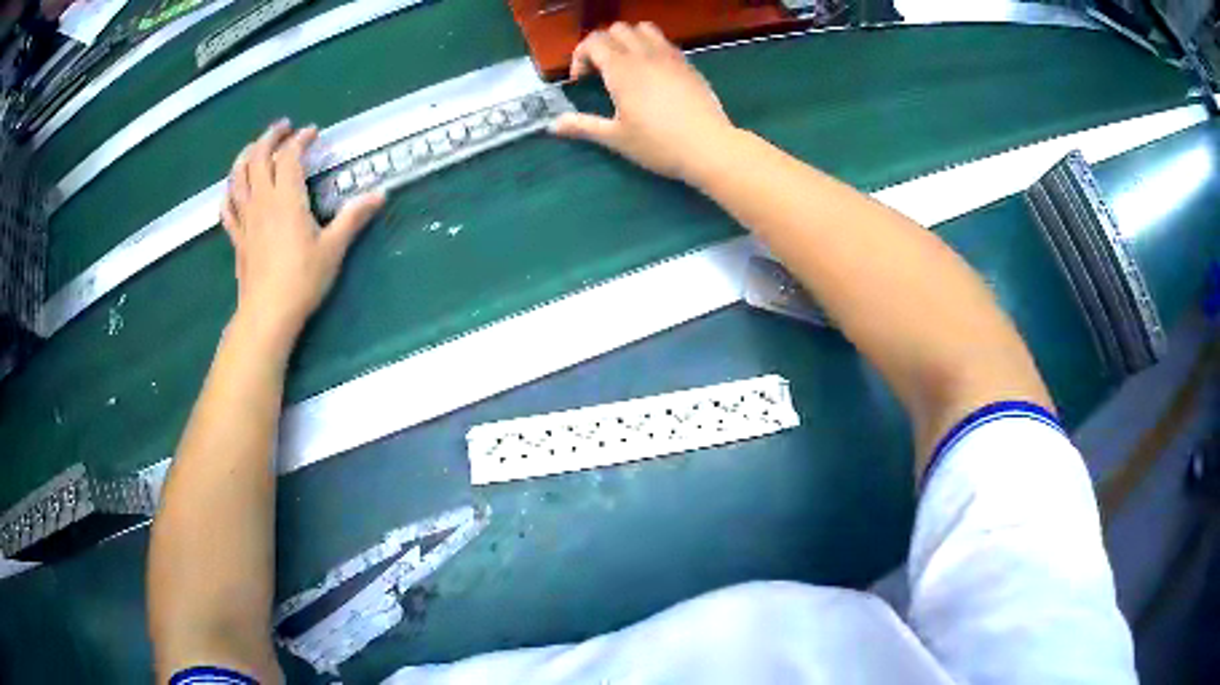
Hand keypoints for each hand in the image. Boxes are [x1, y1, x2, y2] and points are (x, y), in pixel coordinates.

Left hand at [222, 120, 384, 342]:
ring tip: (255, 148)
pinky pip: (227, 207)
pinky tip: (234, 189)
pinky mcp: (237, 237)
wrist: (267, 314)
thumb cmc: (302, 280)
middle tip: (283, 128)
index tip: (313, 133)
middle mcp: (262, 201)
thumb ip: (353, 217)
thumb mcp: (333, 248)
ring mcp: (245, 219)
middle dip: (270, 137)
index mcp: (286, 198)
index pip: (290, 155)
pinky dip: (229, 192)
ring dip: (246, 156)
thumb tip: (380, 194)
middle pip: (258, 157)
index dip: (300, 140)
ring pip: (238, 177)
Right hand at [551, 22, 735, 182]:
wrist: (709, 146)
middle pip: (616, 29)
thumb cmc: (658, 144)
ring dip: (628, 39)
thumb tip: (552, 125)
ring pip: (643, 28)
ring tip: (627, 63)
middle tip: (601, 71)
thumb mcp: (616, 138)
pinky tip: (653, 71)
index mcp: (621, 69)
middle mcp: (644, 54)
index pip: (593, 41)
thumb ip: (583, 126)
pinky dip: (651, 46)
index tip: (580, 80)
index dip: (580, 56)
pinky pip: (665, 41)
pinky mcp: (688, 64)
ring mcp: (670, 56)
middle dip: (602, 44)